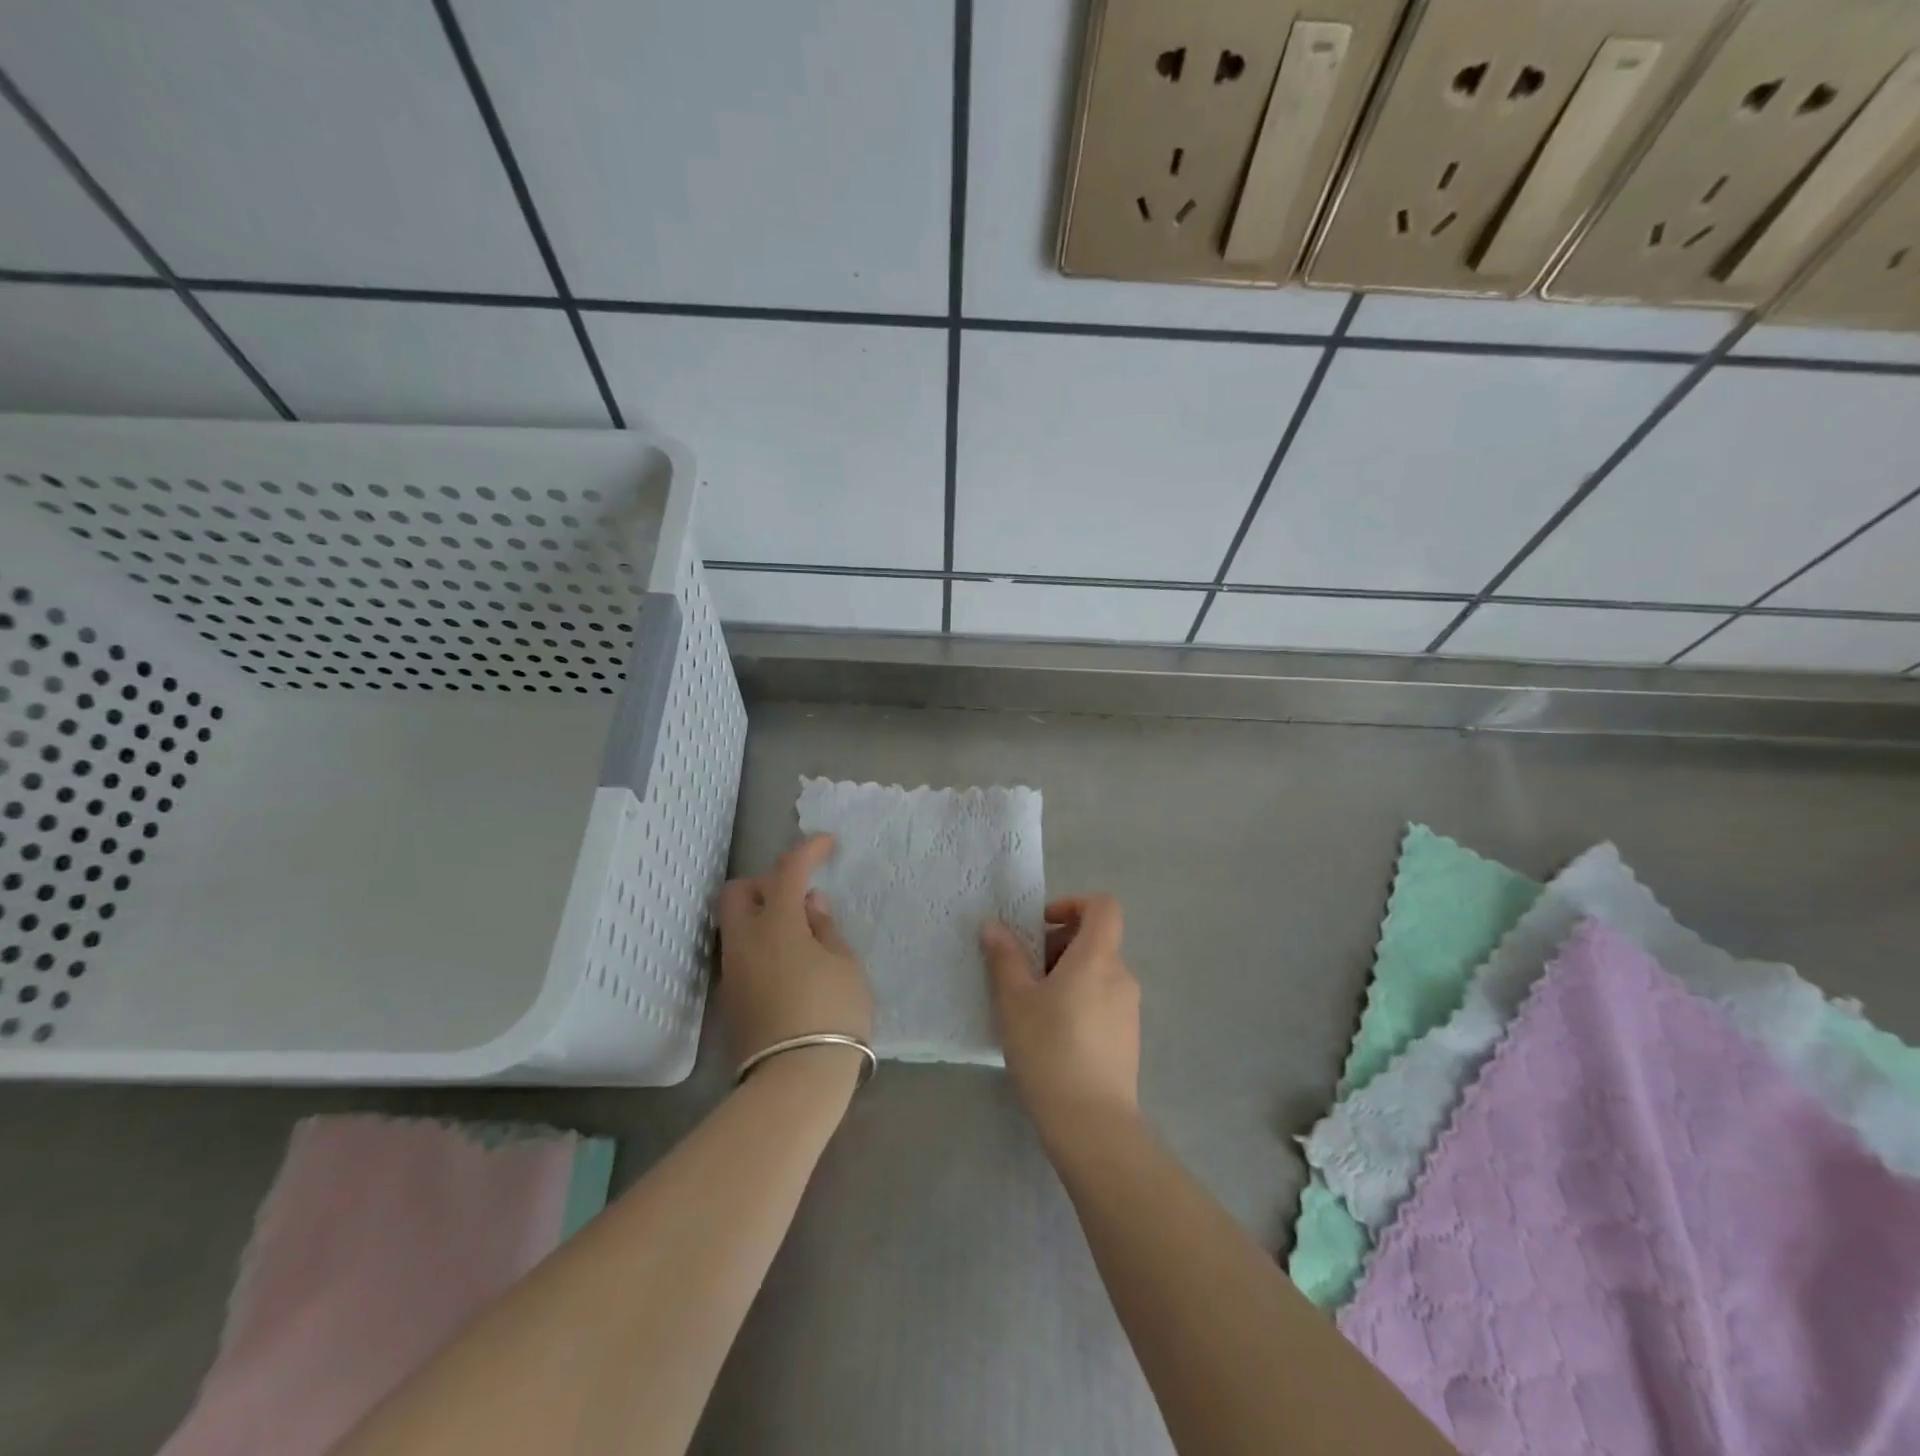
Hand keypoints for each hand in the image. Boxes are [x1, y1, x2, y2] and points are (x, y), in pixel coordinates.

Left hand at [717, 834, 873, 1086]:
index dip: (808, 850)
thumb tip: (809, 904)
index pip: (788, 870)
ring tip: (800, 934)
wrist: (796, 1081)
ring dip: (762, 914)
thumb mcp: (845, 964)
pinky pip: (740, 951)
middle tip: (799, 897)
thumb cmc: (832, 1013)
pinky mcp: (731, 997)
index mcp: (776, 924)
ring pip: (735, 923)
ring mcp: (733, 970)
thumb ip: (825, 928)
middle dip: (765, 883)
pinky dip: (760, 942)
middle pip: (738, 892)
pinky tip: (789, 962)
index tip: (828, 843)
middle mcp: (745, 940)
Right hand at [980, 894, 1140, 1139]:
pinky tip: (1052, 1034)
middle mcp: (1121, 975)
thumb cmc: (1049, 1049)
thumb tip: (993, 927)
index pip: (1102, 907)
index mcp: (1097, 957)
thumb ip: (1004, 957)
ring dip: (1065, 975)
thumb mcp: (1014, 1000)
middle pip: (1094, 940)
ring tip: (1032, 1007)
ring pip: (1096, 972)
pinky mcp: (1128, 1037)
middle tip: (1023, 973)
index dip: (1073, 903)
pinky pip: (1102, 1000)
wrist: (1092, 1123)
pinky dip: (1078, 1000)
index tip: (1041, 924)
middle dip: (1057, 945)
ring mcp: (1129, 1008)